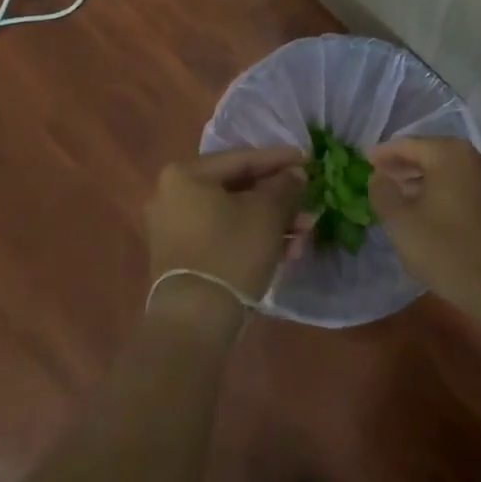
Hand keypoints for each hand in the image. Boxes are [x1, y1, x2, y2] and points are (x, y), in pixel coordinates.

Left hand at [144, 147, 304, 321]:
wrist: (194, 322)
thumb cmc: (231, 253)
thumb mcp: (267, 213)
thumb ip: (284, 186)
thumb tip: (295, 174)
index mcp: (186, 175)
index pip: (242, 159)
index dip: (279, 160)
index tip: (308, 160)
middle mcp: (172, 195)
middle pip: (238, 188)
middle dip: (278, 199)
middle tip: (308, 203)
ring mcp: (173, 228)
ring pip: (233, 214)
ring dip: (270, 222)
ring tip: (304, 234)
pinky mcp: (181, 257)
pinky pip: (222, 235)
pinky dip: (251, 238)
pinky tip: (284, 251)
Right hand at [369, 137, 480, 311]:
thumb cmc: (447, 248)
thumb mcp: (401, 221)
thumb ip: (382, 192)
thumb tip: (378, 177)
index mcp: (448, 153)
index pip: (406, 144)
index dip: (382, 154)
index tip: (362, 162)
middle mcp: (472, 157)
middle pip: (428, 154)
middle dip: (401, 166)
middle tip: (377, 178)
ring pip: (444, 172)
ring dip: (419, 180)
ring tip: (396, 196)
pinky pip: (459, 186)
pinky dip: (438, 192)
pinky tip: (424, 211)